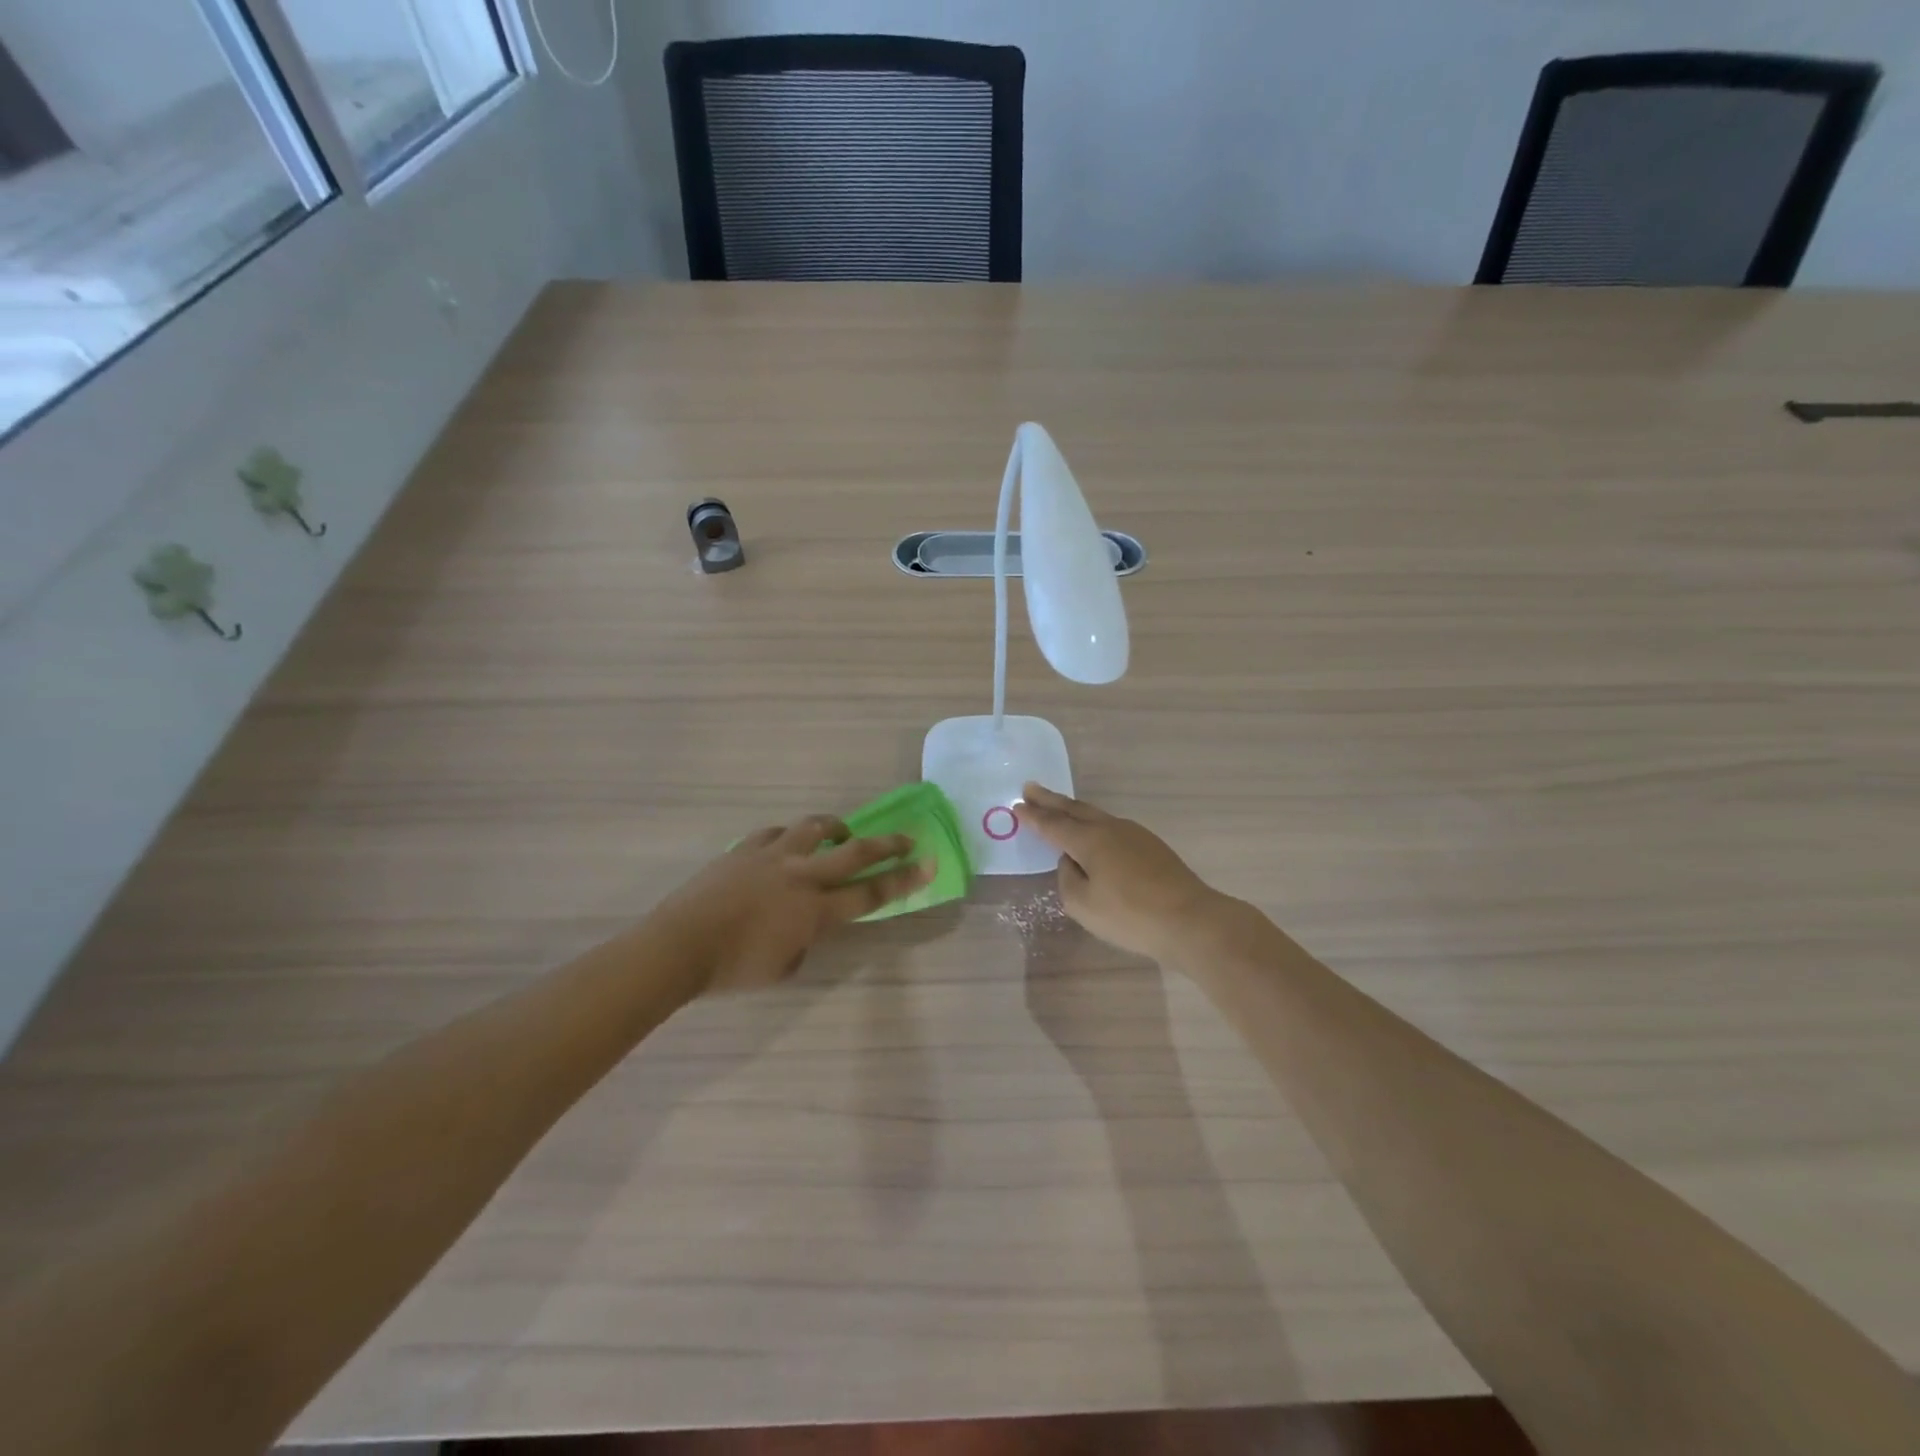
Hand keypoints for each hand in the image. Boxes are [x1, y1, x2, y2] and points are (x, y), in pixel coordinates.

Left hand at [651, 816, 933, 993]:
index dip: (904, 880)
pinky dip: (789, 837)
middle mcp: (801, 876)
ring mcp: (772, 856)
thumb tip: (805, 925)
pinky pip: (775, 833)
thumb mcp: (783, 968)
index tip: (929, 863)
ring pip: (814, 828)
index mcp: (815, 911)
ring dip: (835, 828)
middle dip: (887, 844)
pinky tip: (787, 844)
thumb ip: (805, 941)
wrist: (680, 945)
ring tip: (841, 833)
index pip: (870, 894)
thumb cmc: (733, 969)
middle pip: (854, 853)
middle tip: (907, 837)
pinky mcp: (745, 848)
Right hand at [1020, 783, 1223, 958]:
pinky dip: (1094, 824)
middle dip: (1050, 800)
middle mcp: (1110, 829)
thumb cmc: (1130, 916)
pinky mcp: (1152, 846)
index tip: (1017, 806)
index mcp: (1089, 840)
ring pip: (1096, 815)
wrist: (1191, 920)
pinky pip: (1112, 827)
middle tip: (1030, 788)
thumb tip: (1072, 862)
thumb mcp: (1083, 905)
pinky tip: (1094, 833)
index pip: (1053, 825)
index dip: (1033, 817)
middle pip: (1074, 809)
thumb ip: (1068, 879)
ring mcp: (1134, 835)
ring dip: (1073, 809)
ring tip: (1058, 807)